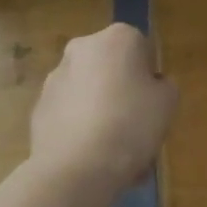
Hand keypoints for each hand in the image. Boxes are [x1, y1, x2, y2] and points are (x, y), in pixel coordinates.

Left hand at [30, 23, 177, 192]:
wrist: (75, 168)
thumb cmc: (130, 124)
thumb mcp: (168, 103)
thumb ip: (163, 86)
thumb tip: (152, 86)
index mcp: (117, 38)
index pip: (141, 47)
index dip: (149, 75)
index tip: (153, 101)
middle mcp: (82, 48)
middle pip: (110, 66)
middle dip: (121, 89)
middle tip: (135, 122)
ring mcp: (55, 78)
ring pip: (88, 90)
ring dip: (99, 108)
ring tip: (112, 147)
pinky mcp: (39, 108)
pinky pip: (69, 113)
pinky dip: (80, 126)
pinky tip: (91, 155)